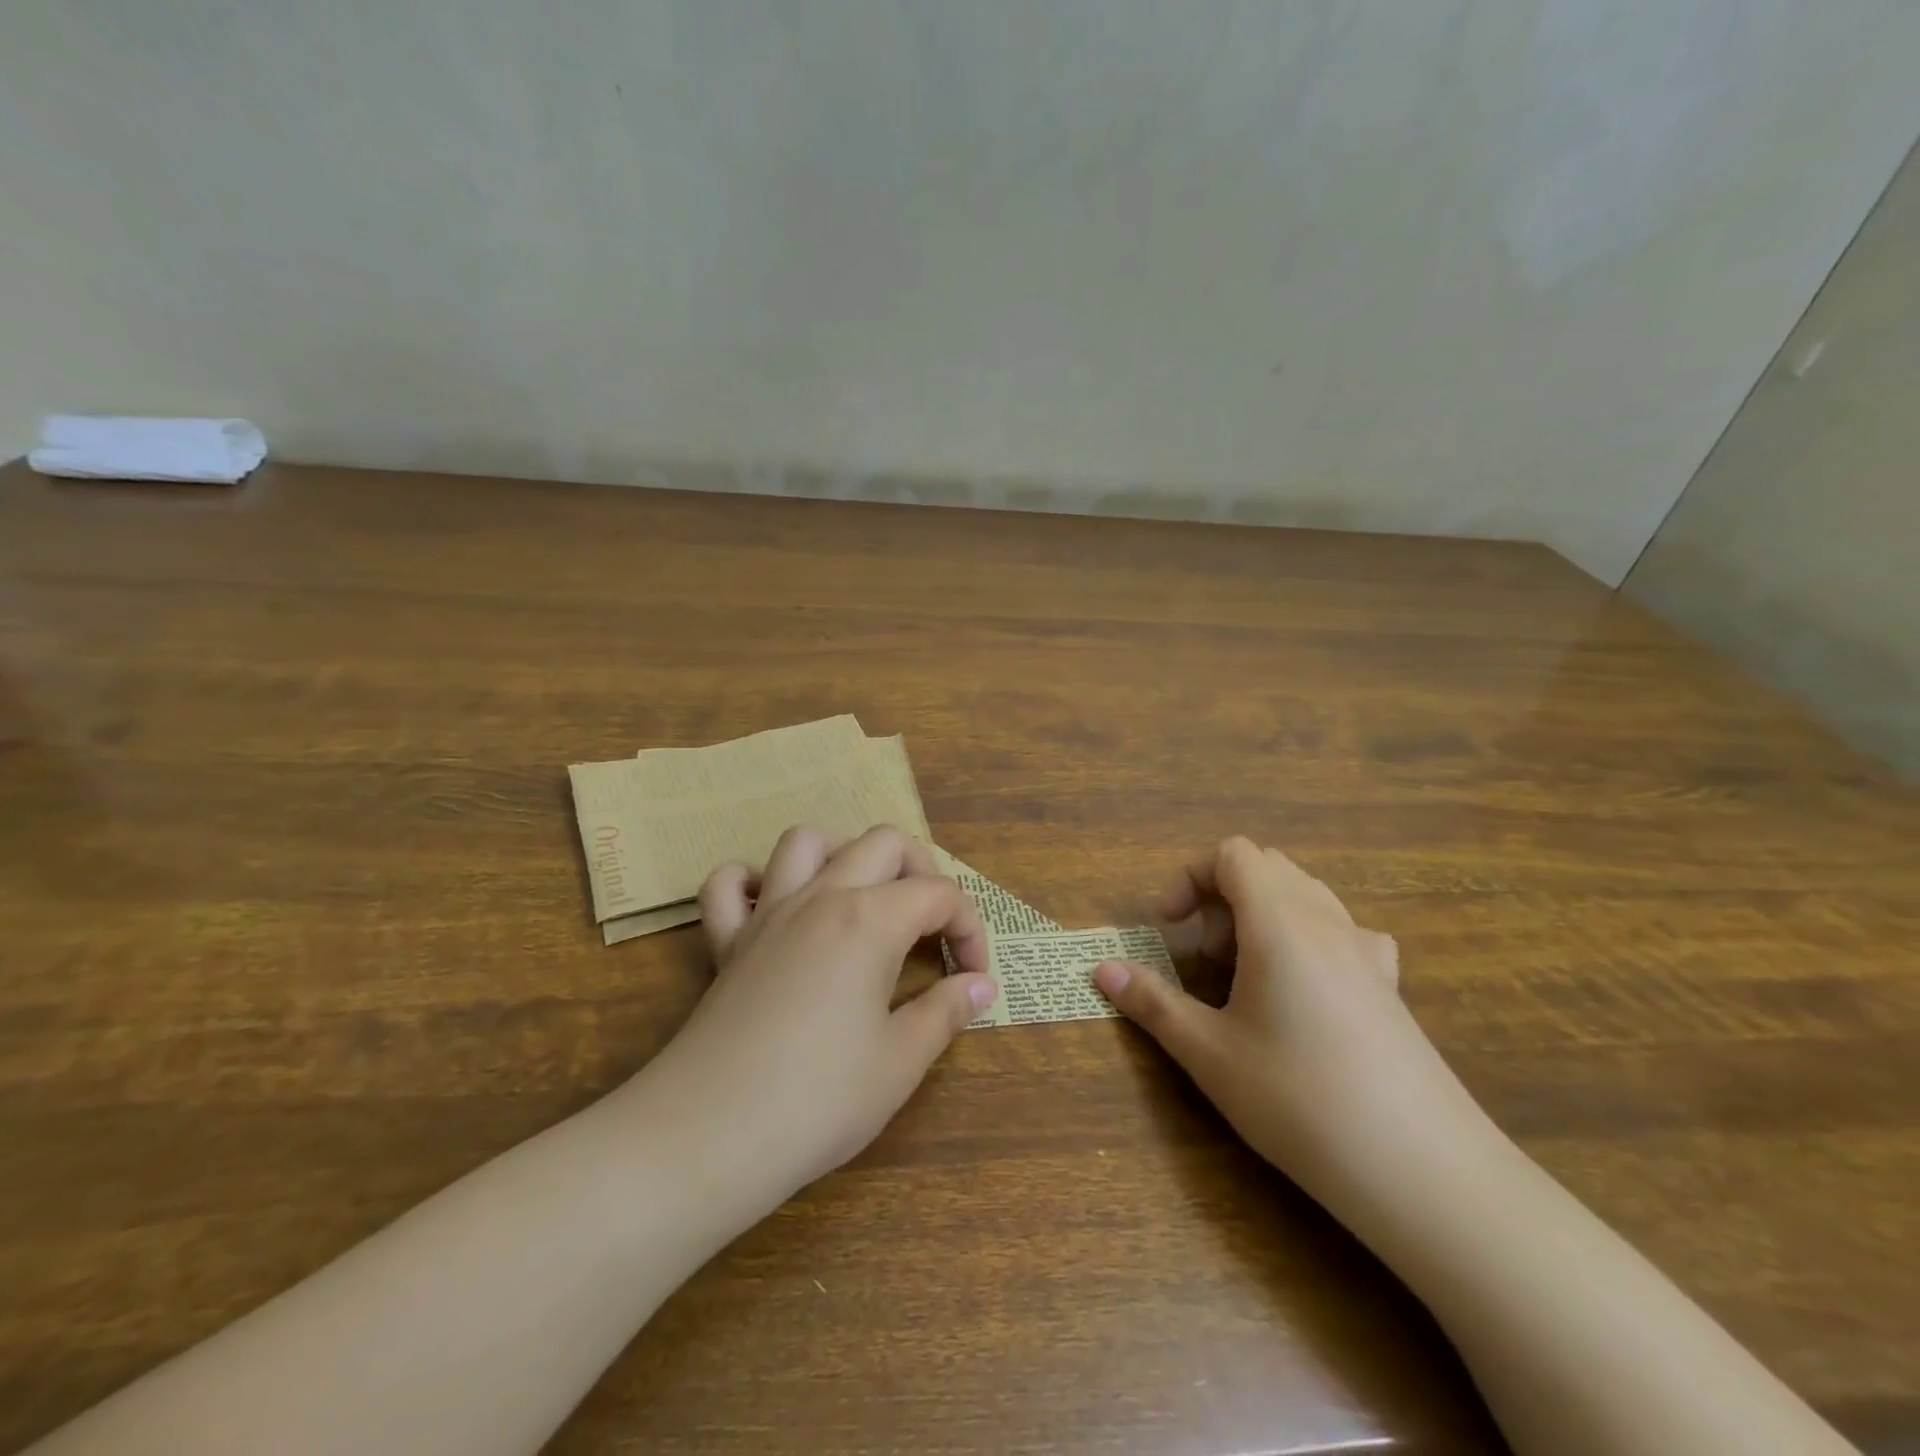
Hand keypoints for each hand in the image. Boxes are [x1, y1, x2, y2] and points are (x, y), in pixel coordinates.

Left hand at [628, 824, 998, 1213]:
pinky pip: (729, 886)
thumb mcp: (900, 1061)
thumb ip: (946, 1011)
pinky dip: (753, 883)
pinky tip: (774, 910)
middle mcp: (821, 897)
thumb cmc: (819, 1099)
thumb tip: (982, 985)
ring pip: (806, 842)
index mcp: (871, 919)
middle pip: (883, 843)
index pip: (939, 894)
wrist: (710, 1135)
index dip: (970, 929)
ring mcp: (768, 914)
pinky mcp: (726, 942)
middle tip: (933, 926)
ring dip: (842, 855)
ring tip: (862, 899)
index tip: (974, 978)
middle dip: (922, 873)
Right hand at [1094, 836, 1475, 1205]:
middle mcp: (1327, 921)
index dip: (1189, 878)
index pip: (1232, 854)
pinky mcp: (1391, 986)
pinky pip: (1342, 931)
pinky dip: (1307, 938)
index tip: (1168, 928)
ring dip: (1262, 915)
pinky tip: (1305, 991)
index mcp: (1280, 922)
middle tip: (1205, 960)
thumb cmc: (1301, 1100)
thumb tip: (1101, 970)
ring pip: (1305, 895)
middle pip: (1267, 867)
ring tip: (1246, 976)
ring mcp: (1367, 951)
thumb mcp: (1211, 1054)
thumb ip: (1152, 1003)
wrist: (1425, 1172)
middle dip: (1221, 899)